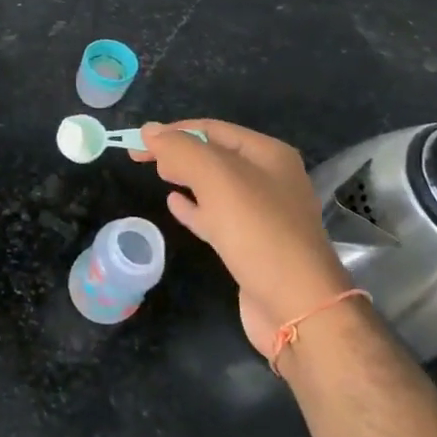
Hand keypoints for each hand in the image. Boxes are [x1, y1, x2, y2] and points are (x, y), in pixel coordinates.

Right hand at [134, 120, 352, 353]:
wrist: (297, 307)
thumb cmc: (258, 232)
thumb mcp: (217, 179)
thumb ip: (181, 149)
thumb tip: (149, 131)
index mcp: (269, 155)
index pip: (213, 129)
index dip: (174, 131)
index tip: (139, 141)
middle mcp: (270, 179)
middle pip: (215, 155)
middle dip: (180, 152)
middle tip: (143, 157)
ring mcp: (264, 215)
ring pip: (215, 186)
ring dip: (186, 177)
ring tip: (158, 173)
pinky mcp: (253, 245)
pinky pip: (217, 216)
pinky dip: (194, 207)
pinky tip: (174, 204)